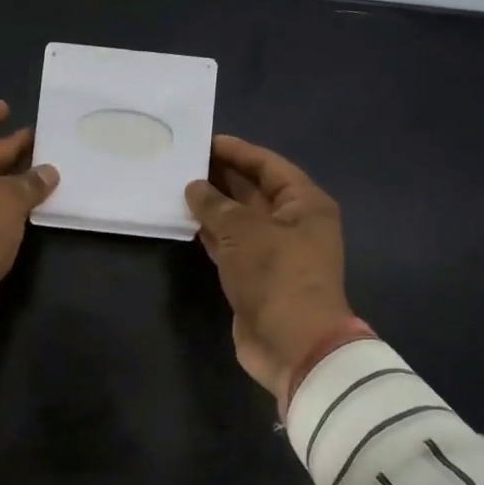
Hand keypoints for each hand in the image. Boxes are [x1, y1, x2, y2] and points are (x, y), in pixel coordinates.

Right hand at [185, 135, 355, 401]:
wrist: (292, 344)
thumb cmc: (276, 275)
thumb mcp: (243, 231)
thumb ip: (215, 205)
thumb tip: (195, 187)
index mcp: (305, 204)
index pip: (269, 166)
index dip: (238, 152)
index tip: (205, 141)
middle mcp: (293, 224)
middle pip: (255, 191)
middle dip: (222, 176)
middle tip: (184, 162)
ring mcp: (275, 253)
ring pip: (240, 220)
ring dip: (214, 206)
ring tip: (178, 187)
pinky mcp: (256, 277)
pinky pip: (232, 246)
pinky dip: (212, 234)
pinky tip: (187, 222)